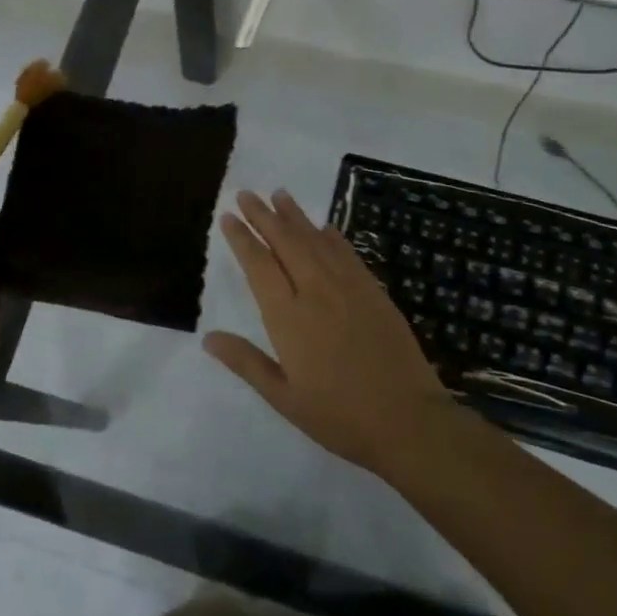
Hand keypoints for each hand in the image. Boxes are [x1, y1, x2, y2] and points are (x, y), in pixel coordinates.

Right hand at [204, 188, 452, 471]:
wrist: (408, 421)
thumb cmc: (339, 416)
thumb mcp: (283, 397)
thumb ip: (246, 362)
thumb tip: (208, 337)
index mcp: (288, 317)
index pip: (259, 265)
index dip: (242, 238)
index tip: (228, 216)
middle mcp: (316, 291)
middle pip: (285, 242)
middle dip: (263, 215)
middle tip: (246, 194)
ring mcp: (349, 288)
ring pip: (316, 240)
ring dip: (295, 216)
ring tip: (279, 194)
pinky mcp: (374, 292)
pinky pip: (348, 254)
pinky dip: (331, 236)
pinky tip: (323, 227)